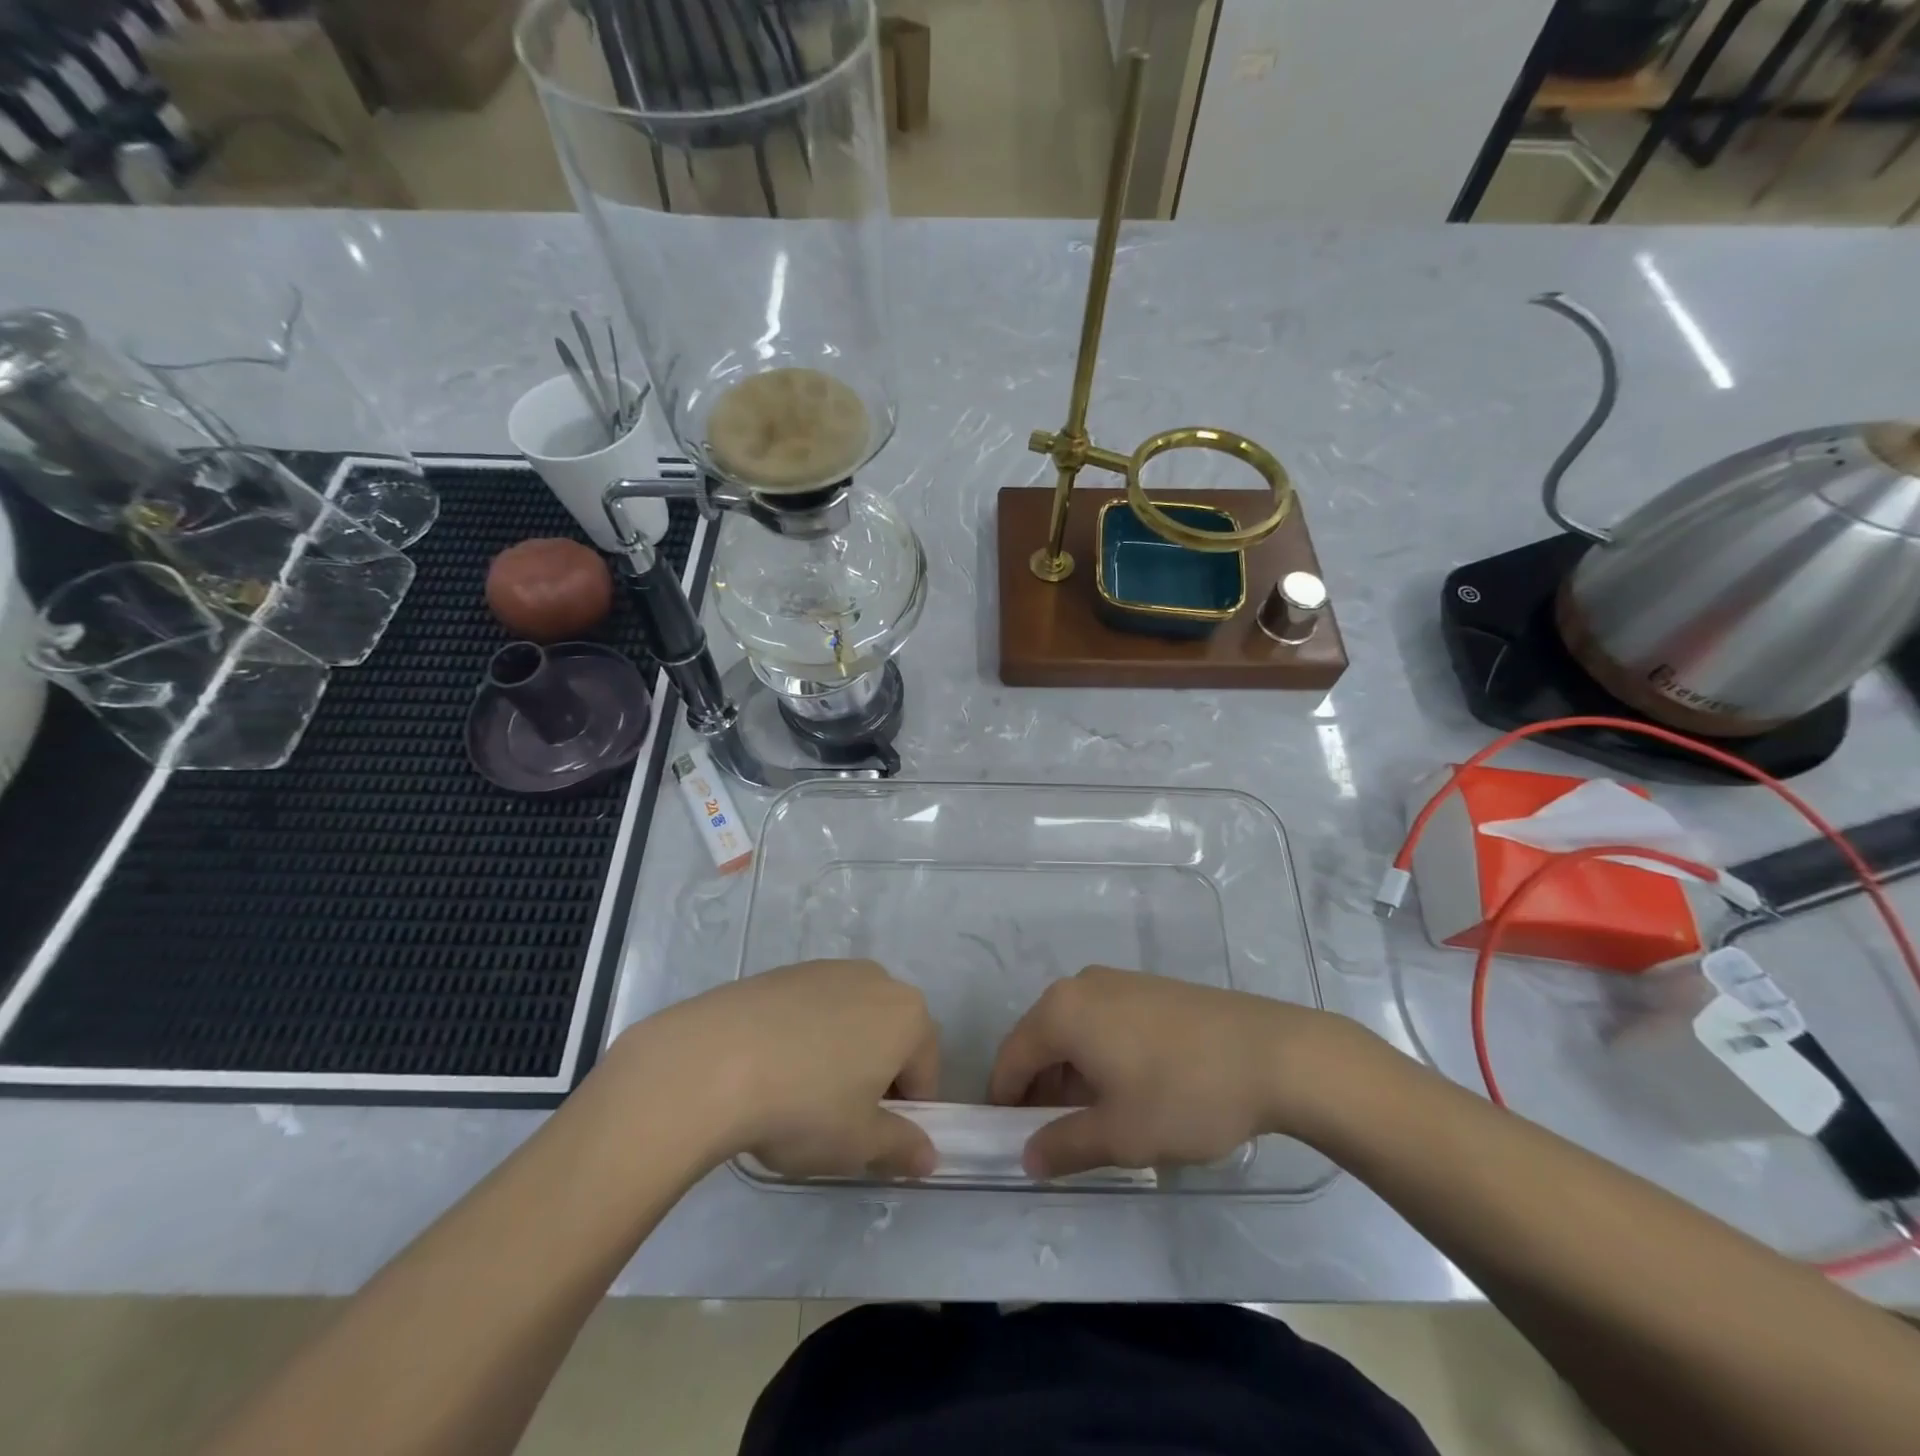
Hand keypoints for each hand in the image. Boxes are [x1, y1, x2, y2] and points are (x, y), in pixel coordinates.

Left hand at [636, 959, 939, 1178]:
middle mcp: (876, 979)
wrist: (712, 1062)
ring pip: (850, 1020)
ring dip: (840, 1053)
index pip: (925, 1072)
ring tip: (798, 1093)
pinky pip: (811, 1009)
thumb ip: (902, 1147)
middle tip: (838, 1118)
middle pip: (890, 1037)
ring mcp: (828, 969)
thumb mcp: (858, 1143)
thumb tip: (929, 1158)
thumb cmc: (804, 1106)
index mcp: (908, 1015)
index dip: (907, 1113)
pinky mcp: (785, 971)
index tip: (874, 1140)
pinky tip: (770, 1068)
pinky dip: (804, 1036)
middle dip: (875, 1076)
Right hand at [988, 966, 1354, 1177]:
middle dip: (1041, 1091)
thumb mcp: (1119, 1135)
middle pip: (1041, 1041)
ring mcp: (1118, 981)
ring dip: (1072, 1077)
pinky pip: (1104, 1022)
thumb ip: (1063, 1146)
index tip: (1010, 1142)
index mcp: (1061, 1011)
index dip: (1005, 1102)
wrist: (1274, 1054)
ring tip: (1099, 1123)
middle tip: (1058, 1140)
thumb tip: (1027, 1157)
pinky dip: (1101, 1057)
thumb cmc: (1184, 1094)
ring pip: (1075, 1032)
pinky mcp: (1149, 988)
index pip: (1011, 1058)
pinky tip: (1131, 1091)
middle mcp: (1081, 985)